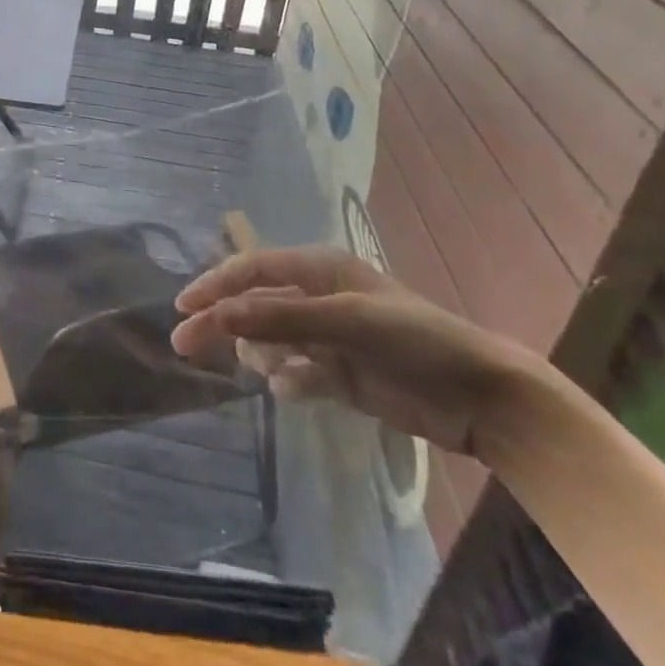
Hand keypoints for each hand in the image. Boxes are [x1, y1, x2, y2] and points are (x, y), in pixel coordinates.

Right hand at [171, 247, 539, 456]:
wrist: (482, 397)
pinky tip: (295, 390)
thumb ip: (279, 316)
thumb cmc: (414, 341)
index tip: (182, 308)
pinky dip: (290, 380)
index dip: (215, 284)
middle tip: (184, 345)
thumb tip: (217, 315)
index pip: (252, 268)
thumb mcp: (345, 321)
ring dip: (262, 353)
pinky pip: (297, 373)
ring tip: (272, 369)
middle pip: (253, 304)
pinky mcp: (342, 374)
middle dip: (221, 321)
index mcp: (319, 269)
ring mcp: (329, 337)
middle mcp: (319, 297)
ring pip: (271, 340)